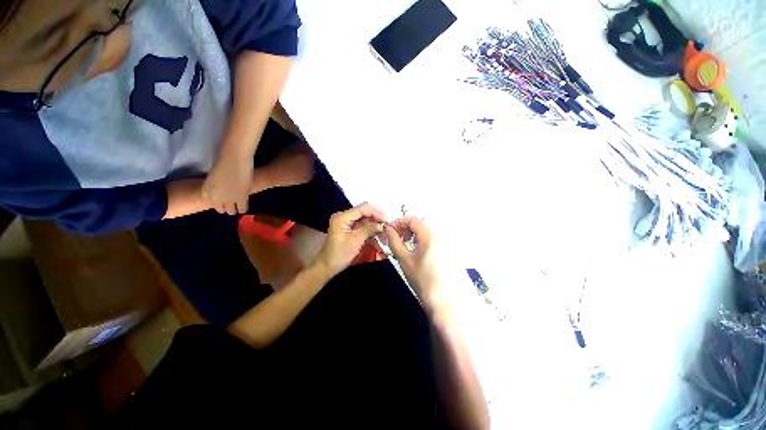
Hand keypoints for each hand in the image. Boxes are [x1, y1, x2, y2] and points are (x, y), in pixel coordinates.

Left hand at [202, 153, 252, 214]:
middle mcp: (215, 198)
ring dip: (235, 208)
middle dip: (226, 206)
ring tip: (239, 204)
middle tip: (233, 202)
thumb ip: (216, 185)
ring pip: (232, 211)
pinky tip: (245, 204)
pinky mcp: (241, 198)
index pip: (212, 203)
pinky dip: (243, 208)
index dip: (219, 202)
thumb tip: (223, 190)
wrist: (234, 158)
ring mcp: (228, 199)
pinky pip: (243, 208)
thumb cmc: (223, 161)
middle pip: (221, 209)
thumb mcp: (215, 176)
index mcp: (206, 191)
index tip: (224, 199)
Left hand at [316, 203, 386, 276]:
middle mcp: (343, 216)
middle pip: (363, 212)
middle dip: (376, 217)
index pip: (363, 208)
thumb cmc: (340, 254)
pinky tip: (376, 233)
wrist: (327, 266)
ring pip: (364, 218)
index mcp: (342, 217)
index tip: (386, 221)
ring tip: (383, 230)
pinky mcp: (348, 228)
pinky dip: (369, 228)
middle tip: (386, 226)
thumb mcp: (356, 240)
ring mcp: (345, 222)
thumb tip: (382, 224)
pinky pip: (361, 224)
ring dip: (374, 223)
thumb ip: (369, 229)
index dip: (376, 212)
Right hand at [385, 217, 444, 312]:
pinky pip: (435, 237)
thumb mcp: (404, 260)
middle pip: (421, 223)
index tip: (390, 229)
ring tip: (407, 245)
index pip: (413, 219)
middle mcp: (441, 235)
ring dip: (415, 233)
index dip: (399, 222)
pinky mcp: (451, 250)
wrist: (446, 302)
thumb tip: (388, 229)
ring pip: (428, 230)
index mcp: (430, 235)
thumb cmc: (422, 280)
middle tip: (398, 238)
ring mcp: (448, 242)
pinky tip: (419, 251)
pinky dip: (424, 239)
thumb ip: (394, 241)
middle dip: (407, 227)